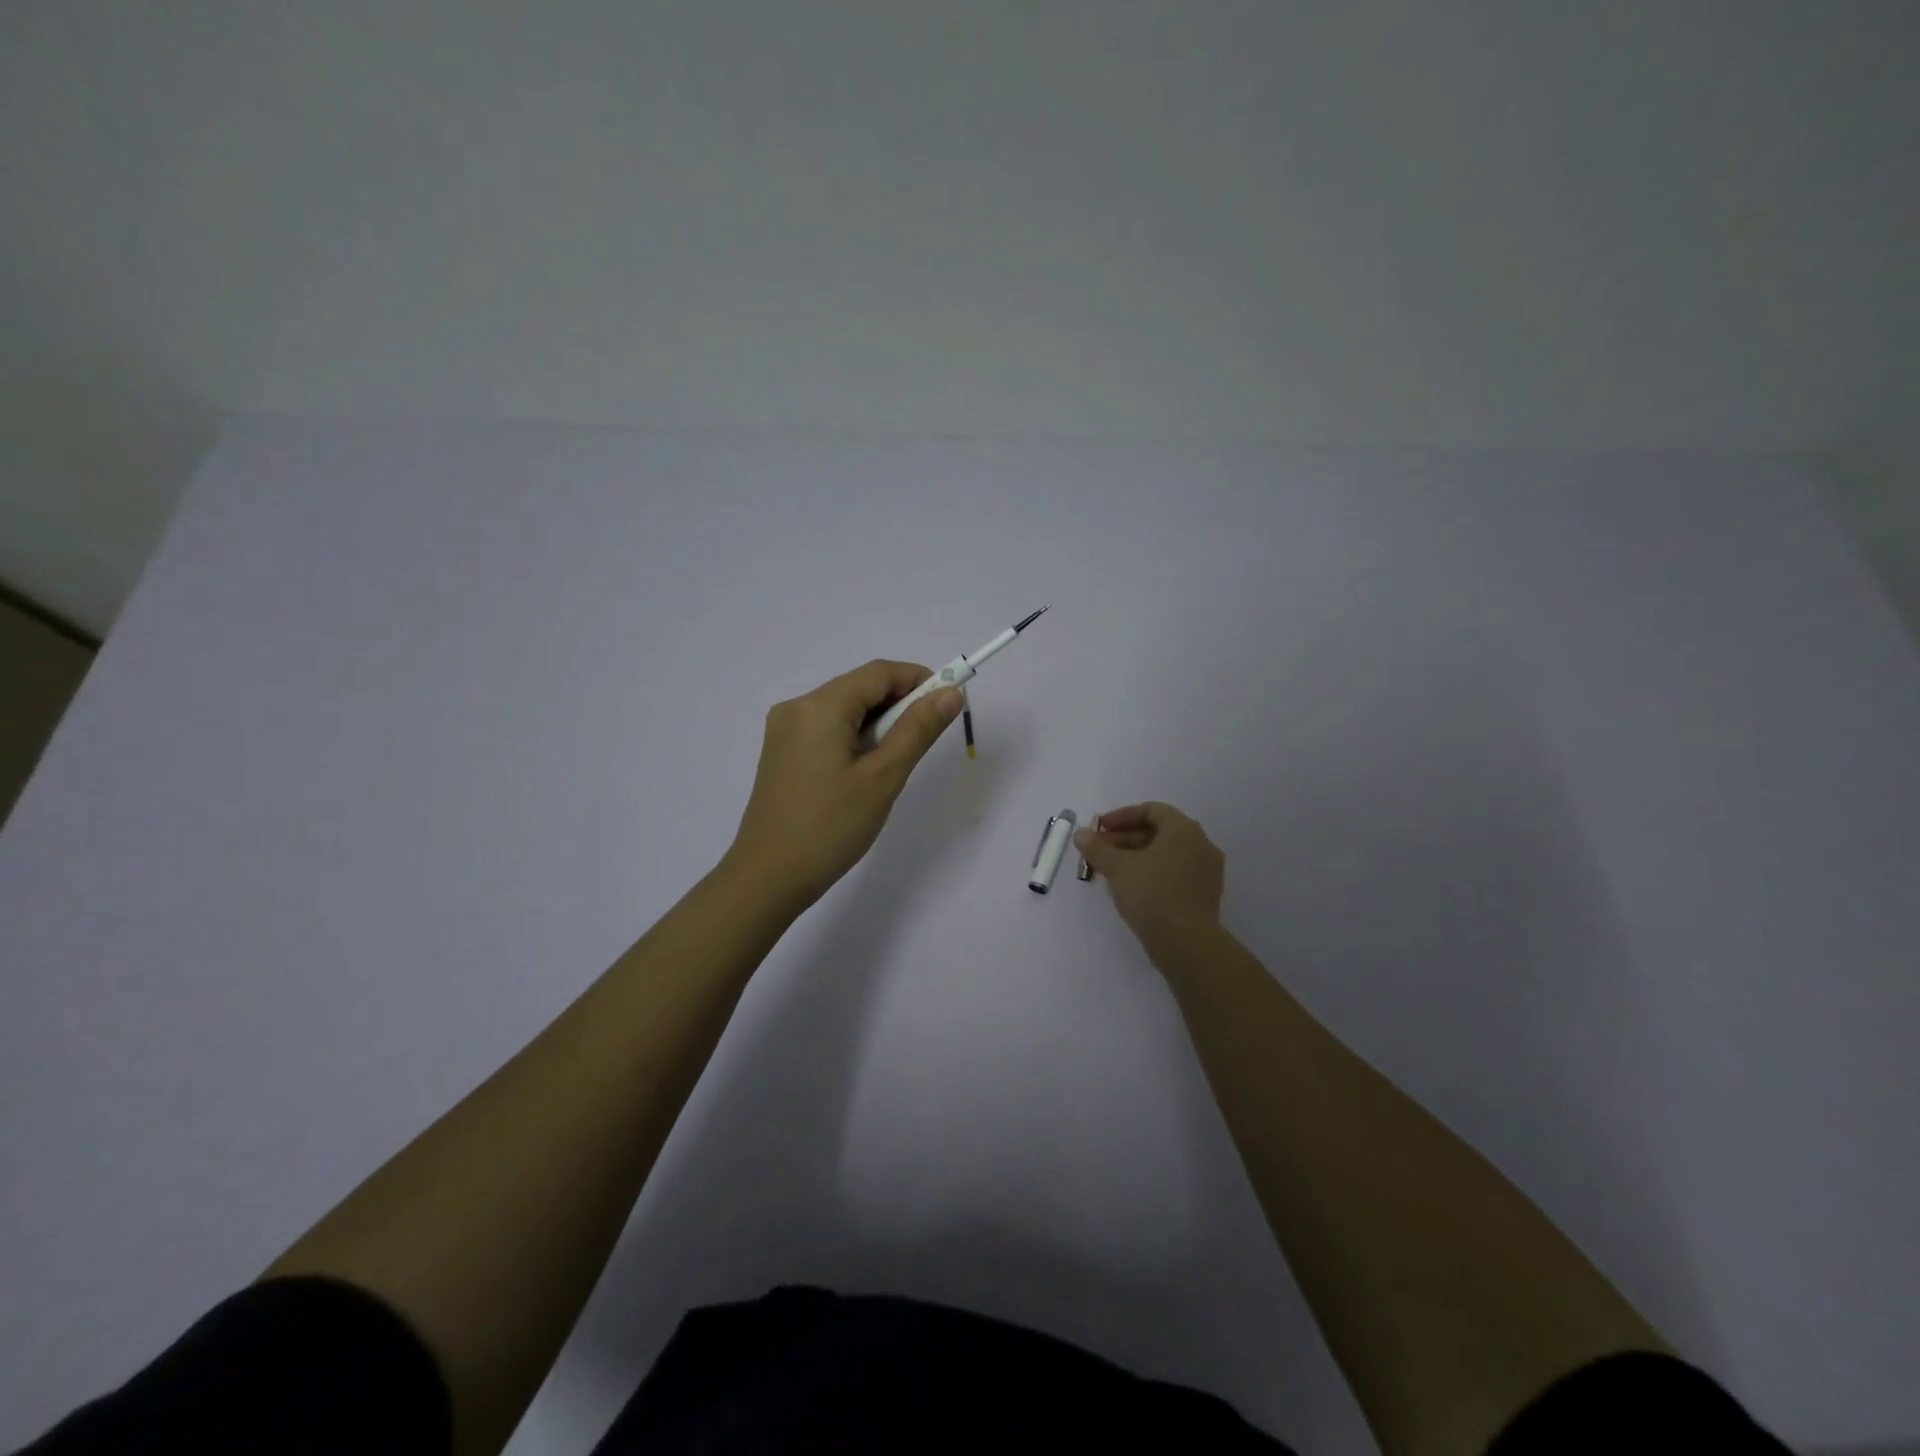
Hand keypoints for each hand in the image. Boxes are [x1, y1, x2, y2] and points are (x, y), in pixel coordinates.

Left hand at [726, 660, 962, 910]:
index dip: (919, 680)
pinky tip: (866, 771)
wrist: (768, 877)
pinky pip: (826, 729)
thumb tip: (951, 693)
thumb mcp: (883, 777)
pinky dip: (854, 738)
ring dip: (878, 724)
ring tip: (895, 764)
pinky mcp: (781, 753)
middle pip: (860, 688)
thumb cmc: (830, 827)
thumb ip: (918, 729)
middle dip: (899, 705)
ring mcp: (784, 730)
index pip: (879, 673)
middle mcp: (797, 707)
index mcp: (820, 706)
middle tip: (926, 741)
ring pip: (844, 710)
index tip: (949, 703)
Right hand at [1075, 802, 1225, 958]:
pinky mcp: (1204, 894)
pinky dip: (1151, 873)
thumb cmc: (1151, 894)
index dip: (1121, 817)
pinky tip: (1130, 888)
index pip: (1151, 810)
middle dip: (1124, 839)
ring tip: (1109, 871)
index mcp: (1183, 829)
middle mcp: (1200, 844)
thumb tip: (1081, 834)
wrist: (1187, 944)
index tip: (1098, 830)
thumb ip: (1097, 848)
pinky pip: (1174, 872)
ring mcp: (1206, 871)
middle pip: (1158, 832)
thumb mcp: (1117, 868)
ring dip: (1135, 857)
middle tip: (1098, 852)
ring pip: (1165, 854)